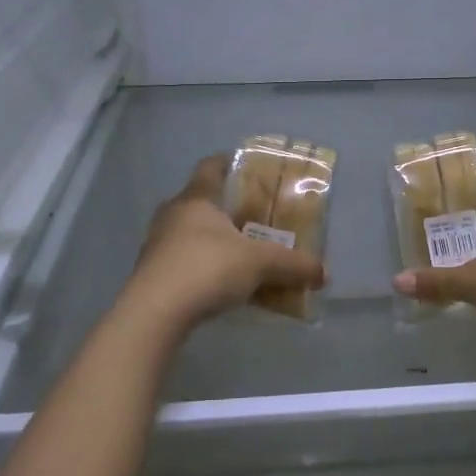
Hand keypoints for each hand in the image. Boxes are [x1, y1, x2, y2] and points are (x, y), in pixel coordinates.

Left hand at [122, 155, 326, 332]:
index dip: (226, 162)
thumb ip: (292, 265)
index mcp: (196, 199)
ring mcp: (156, 245)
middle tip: (248, 215)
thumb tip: (324, 273)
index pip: (210, 167)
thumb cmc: (207, 268)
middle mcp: (172, 215)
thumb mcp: (260, 264)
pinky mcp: (151, 275)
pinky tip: (218, 285)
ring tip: (236, 252)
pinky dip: (200, 267)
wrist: (155, 313)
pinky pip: (181, 262)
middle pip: (198, 201)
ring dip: (209, 240)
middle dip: (222, 207)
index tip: (242, 164)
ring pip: (188, 234)